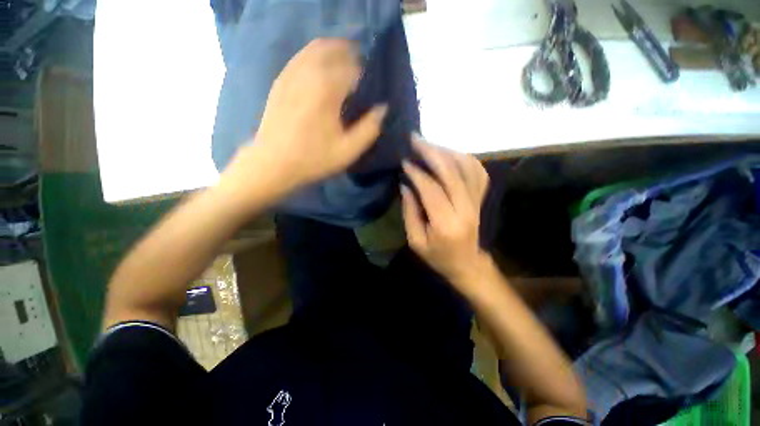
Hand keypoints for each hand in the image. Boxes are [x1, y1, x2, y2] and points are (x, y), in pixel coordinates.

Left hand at [224, 38, 386, 196]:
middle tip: (360, 70)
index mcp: (327, 89)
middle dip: (350, 55)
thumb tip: (382, 108)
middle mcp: (309, 73)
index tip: (369, 88)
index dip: (365, 75)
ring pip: (315, 49)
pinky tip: (321, 69)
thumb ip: (369, 128)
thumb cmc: (314, 158)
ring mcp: (291, 74)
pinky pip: (300, 57)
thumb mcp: (348, 151)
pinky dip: (314, 56)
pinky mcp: (280, 81)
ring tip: (344, 63)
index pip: (353, 68)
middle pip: (334, 49)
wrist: (274, 163)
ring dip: (333, 51)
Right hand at [401, 135, 489, 292]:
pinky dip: (464, 158)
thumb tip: (406, 185)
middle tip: (416, 139)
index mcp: (446, 224)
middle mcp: (466, 209)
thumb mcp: (416, 241)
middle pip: (452, 172)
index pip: (432, 189)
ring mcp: (477, 202)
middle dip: (432, 152)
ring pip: (467, 167)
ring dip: (447, 151)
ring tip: (430, 145)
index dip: (417, 172)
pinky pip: (477, 171)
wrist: (467, 264)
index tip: (404, 161)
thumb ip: (410, 212)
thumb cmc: (438, 256)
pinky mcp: (481, 198)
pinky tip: (450, 154)